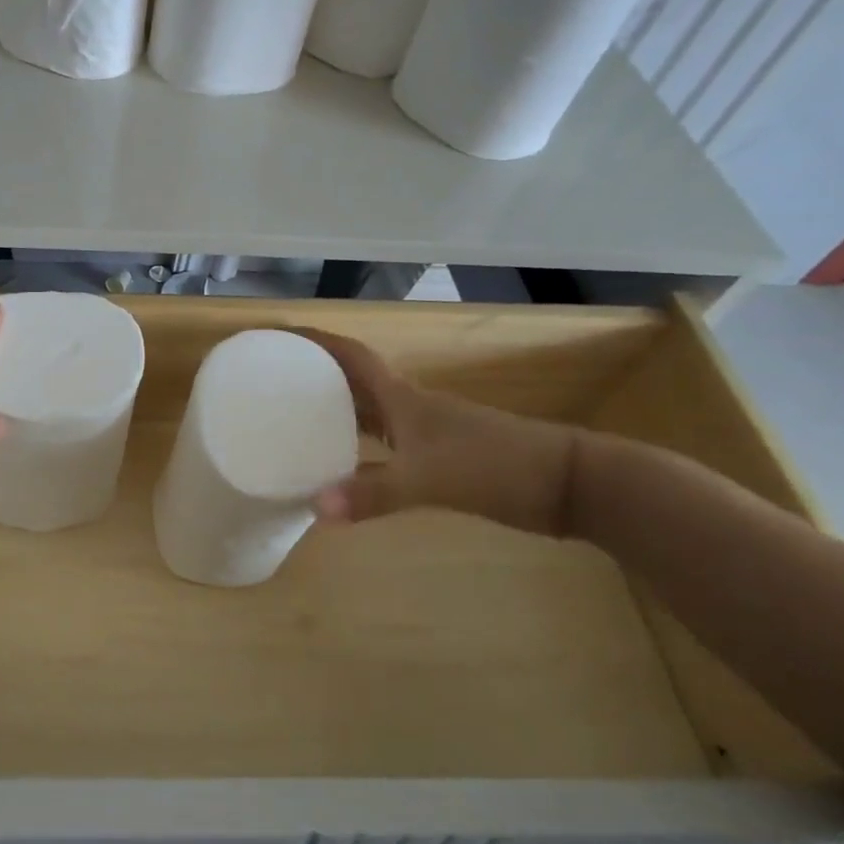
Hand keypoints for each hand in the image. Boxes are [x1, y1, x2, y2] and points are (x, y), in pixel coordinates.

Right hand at [298, 327, 578, 537]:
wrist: (569, 482)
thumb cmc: (495, 466)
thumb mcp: (430, 479)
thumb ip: (374, 493)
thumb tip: (314, 509)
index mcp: (404, 399)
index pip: (352, 357)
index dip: (318, 342)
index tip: (281, 335)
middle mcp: (411, 408)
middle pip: (355, 382)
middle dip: (316, 375)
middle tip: (274, 381)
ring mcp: (427, 432)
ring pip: (370, 413)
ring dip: (337, 411)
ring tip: (296, 421)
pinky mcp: (441, 456)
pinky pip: (385, 442)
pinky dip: (360, 446)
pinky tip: (346, 466)